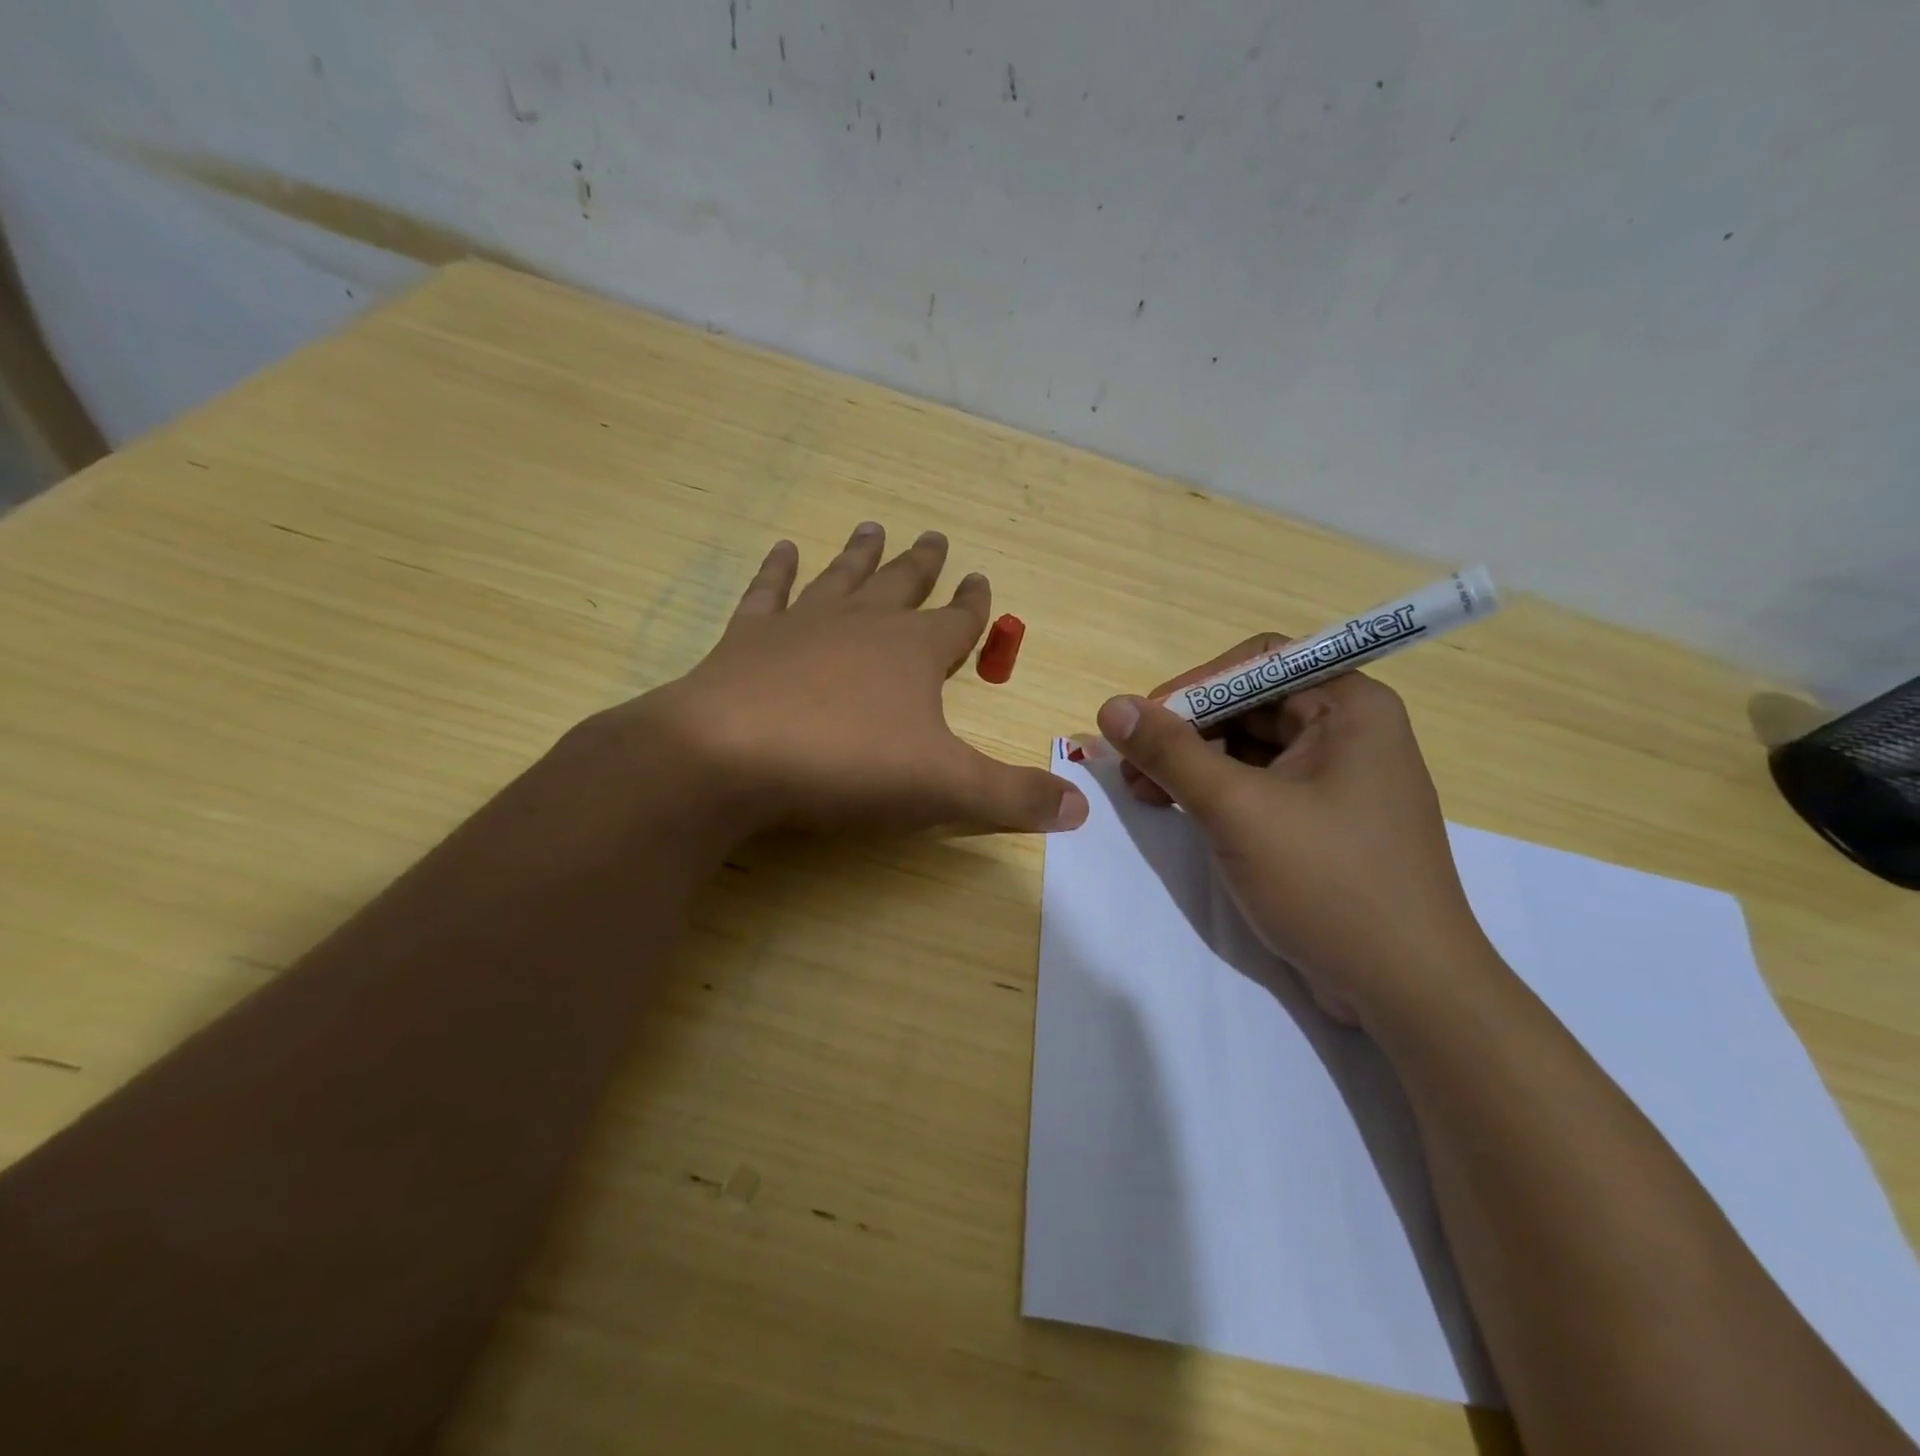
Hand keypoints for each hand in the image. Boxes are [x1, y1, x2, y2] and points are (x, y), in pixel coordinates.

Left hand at [622, 523, 1088, 839]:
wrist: (731, 756)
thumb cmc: (848, 765)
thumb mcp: (945, 789)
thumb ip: (1013, 797)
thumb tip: (1082, 810)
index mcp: (915, 653)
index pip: (958, 619)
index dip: (975, 602)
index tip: (982, 576)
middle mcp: (863, 625)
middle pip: (902, 585)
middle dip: (923, 563)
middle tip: (934, 533)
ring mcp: (802, 625)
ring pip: (842, 578)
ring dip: (860, 554)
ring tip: (873, 526)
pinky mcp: (748, 639)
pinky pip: (768, 592)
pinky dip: (777, 570)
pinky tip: (784, 548)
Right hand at [1096, 637, 1487, 1025]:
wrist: (1407, 990)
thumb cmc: (1329, 883)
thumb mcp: (1238, 811)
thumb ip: (1171, 753)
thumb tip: (1111, 706)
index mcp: (1350, 706)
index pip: (1258, 662)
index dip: (1194, 686)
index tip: (1142, 723)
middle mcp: (1349, 730)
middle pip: (1250, 704)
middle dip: (1186, 731)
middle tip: (1131, 766)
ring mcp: (1339, 778)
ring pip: (1250, 747)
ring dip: (1193, 763)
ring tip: (1143, 792)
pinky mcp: (1325, 819)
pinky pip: (1261, 785)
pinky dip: (1216, 792)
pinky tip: (1177, 809)